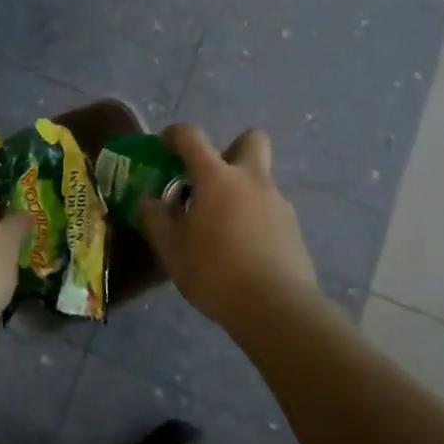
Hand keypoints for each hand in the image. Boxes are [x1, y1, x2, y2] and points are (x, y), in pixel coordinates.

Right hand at [139, 123, 317, 325]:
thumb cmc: (215, 271)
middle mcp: (251, 180)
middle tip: (210, 177)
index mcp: (217, 177)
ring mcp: (278, 203)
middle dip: (231, 148)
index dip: (175, 134)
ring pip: (260, 180)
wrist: (277, 309)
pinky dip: (255, 220)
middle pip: (251, 139)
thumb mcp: (171, 248)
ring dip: (241, 191)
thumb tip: (150, 201)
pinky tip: (242, 251)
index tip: (164, 146)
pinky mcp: (294, 230)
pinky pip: (270, 211)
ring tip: (221, 227)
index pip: (192, 136)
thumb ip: (156, 219)